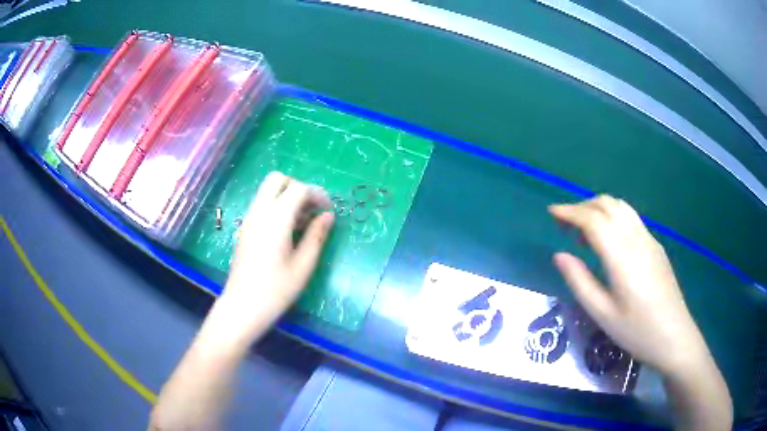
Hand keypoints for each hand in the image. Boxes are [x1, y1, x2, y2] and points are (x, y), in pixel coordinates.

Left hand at [207, 172, 334, 349]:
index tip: (328, 210)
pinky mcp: (244, 228)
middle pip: (277, 179)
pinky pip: (261, 205)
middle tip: (311, 209)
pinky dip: (276, 207)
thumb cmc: (277, 289)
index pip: (298, 189)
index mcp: (275, 219)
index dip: (317, 194)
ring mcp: (249, 219)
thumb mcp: (304, 265)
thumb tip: (328, 216)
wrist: (243, 306)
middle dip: (297, 187)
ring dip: (286, 197)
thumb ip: (317, 235)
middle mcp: (259, 212)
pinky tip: (287, 231)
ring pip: (267, 191)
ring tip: (302, 223)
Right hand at [548, 195, 707, 375]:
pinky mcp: (656, 246)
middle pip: (607, 205)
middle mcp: (635, 238)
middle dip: (582, 206)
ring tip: (584, 231)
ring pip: (621, 207)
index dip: (569, 212)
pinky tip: (608, 240)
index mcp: (621, 255)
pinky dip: (613, 216)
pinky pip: (631, 218)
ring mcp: (648, 239)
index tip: (551, 212)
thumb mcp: (602, 313)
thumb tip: (559, 255)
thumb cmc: (636, 331)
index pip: (592, 220)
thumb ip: (579, 281)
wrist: (674, 336)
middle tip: (564, 223)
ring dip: (598, 208)